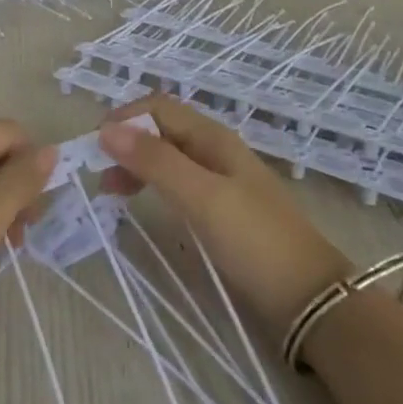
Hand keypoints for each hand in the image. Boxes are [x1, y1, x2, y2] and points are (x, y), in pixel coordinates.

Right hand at [99, 95, 350, 337]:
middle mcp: (214, 149)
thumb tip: (106, 129)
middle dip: (125, 141)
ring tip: (110, 190)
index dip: (123, 119)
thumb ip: (155, 162)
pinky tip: (142, 202)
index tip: (93, 148)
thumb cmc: (255, 240)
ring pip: (167, 155)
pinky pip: (178, 180)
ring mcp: (220, 178)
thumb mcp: (201, 197)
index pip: (157, 107)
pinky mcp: (222, 207)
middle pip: (160, 129)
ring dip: (135, 163)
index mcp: (212, 137)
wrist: (310, 296)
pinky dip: (152, 183)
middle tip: (96, 173)